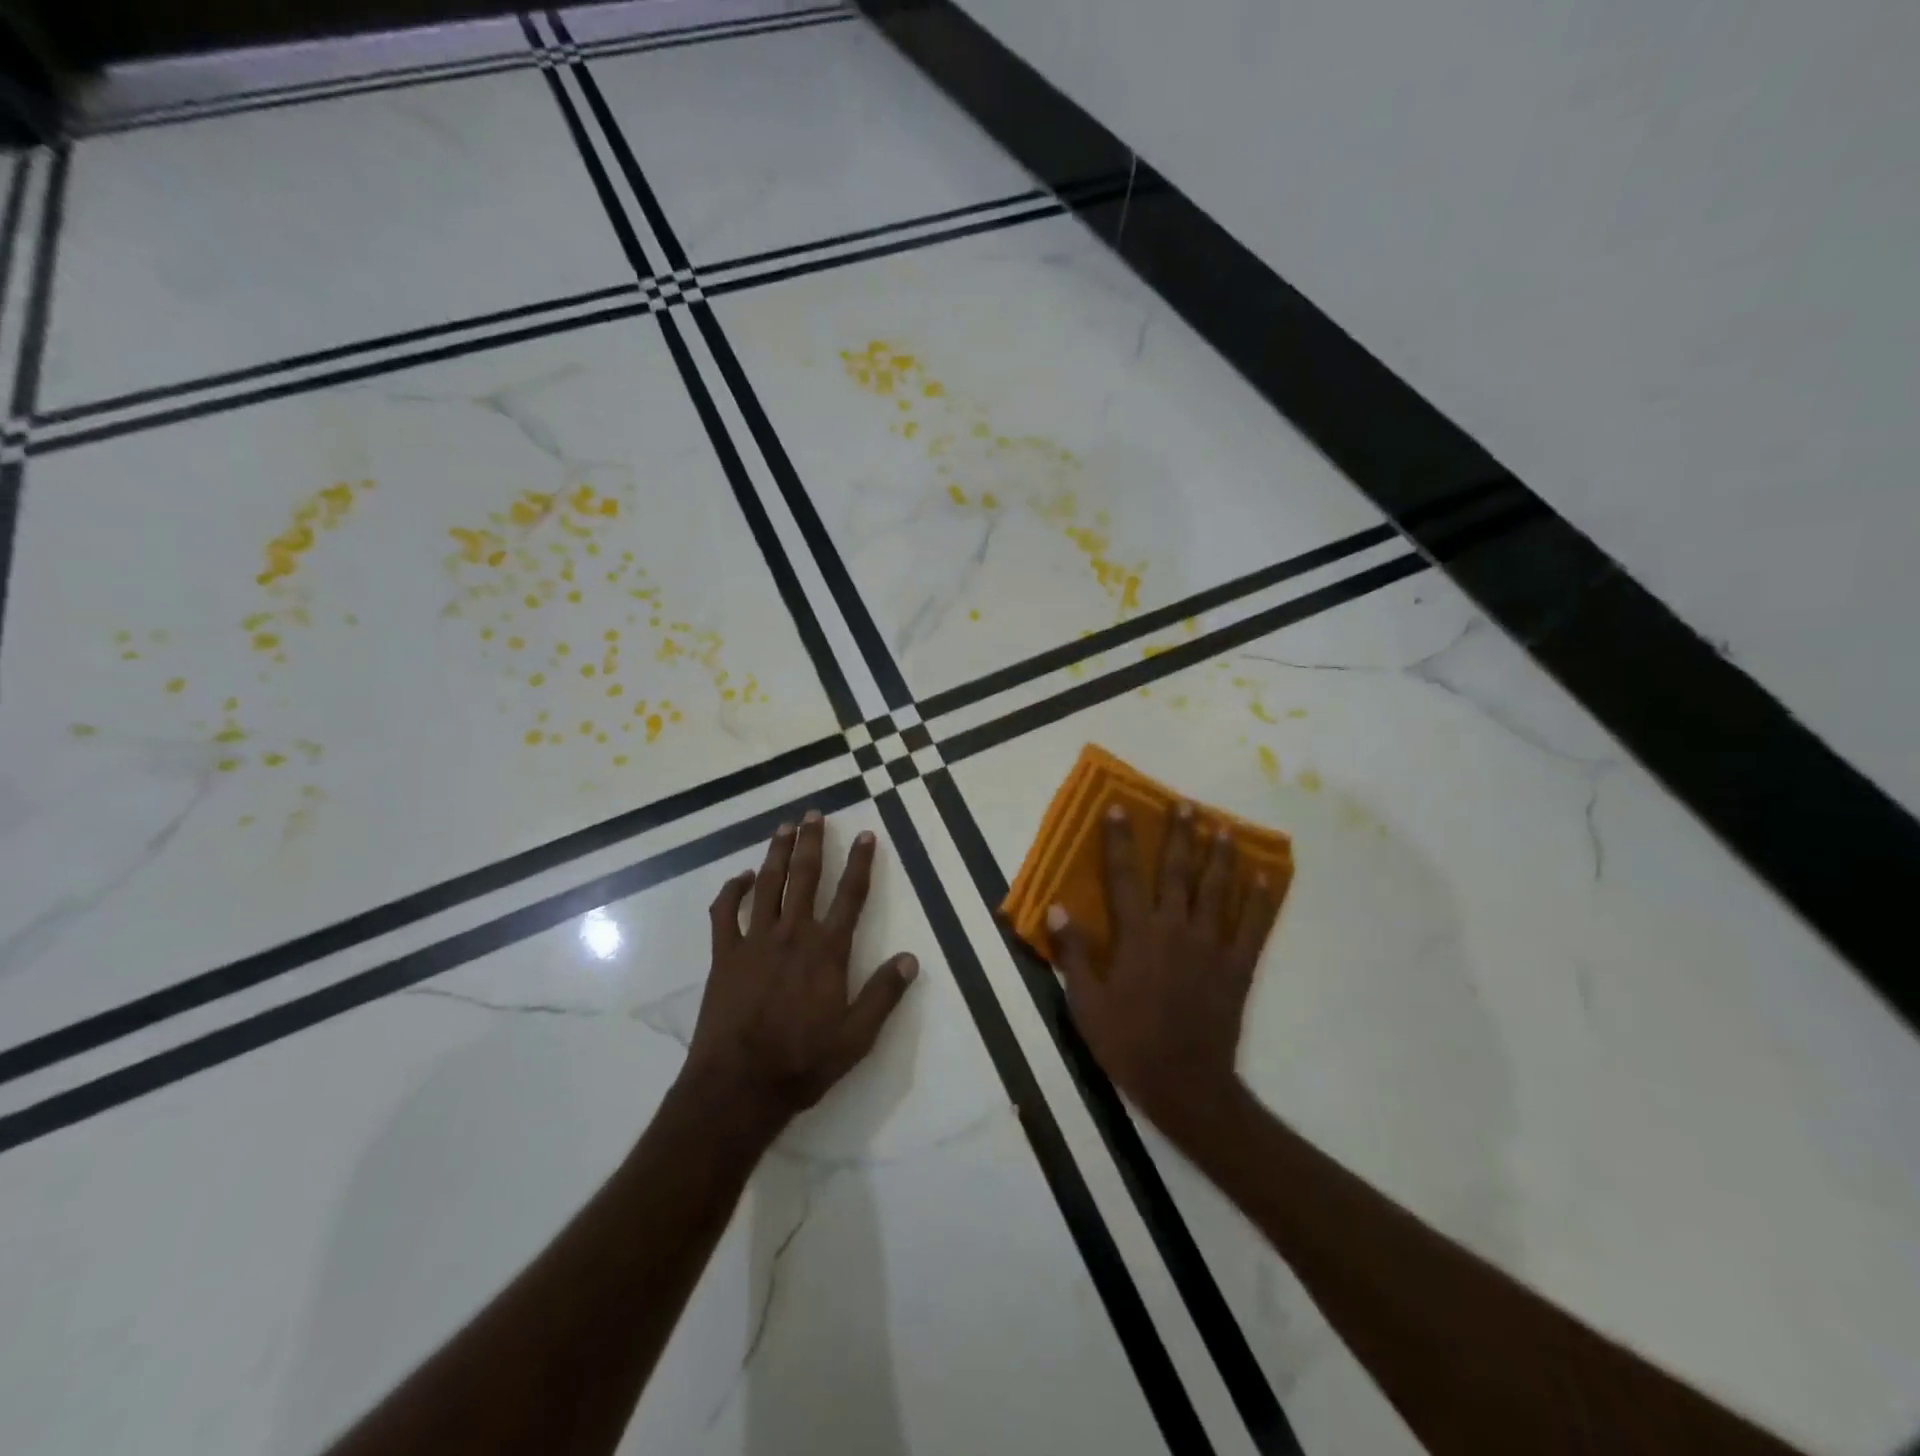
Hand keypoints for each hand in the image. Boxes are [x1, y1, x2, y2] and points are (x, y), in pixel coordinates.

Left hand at [681, 812, 918, 1140]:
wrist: (738, 1086)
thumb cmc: (802, 1062)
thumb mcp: (857, 1037)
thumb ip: (884, 994)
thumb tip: (910, 959)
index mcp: (827, 950)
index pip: (850, 895)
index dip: (861, 863)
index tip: (866, 834)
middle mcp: (792, 934)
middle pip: (804, 877)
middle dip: (812, 842)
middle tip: (814, 813)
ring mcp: (754, 941)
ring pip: (767, 884)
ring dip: (776, 853)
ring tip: (784, 826)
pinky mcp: (723, 956)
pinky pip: (725, 913)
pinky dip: (732, 891)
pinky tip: (741, 878)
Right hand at [1047, 804, 1279, 1144]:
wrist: (1185, 1084)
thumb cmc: (1128, 1043)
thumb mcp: (1085, 1003)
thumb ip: (1072, 952)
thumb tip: (1057, 905)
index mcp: (1137, 936)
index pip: (1124, 876)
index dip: (1120, 840)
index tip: (1120, 807)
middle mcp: (1175, 929)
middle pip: (1177, 872)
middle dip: (1179, 835)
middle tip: (1186, 804)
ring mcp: (1211, 946)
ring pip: (1216, 890)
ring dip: (1219, 855)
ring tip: (1223, 826)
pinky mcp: (1237, 966)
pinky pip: (1253, 925)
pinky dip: (1260, 898)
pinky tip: (1265, 874)